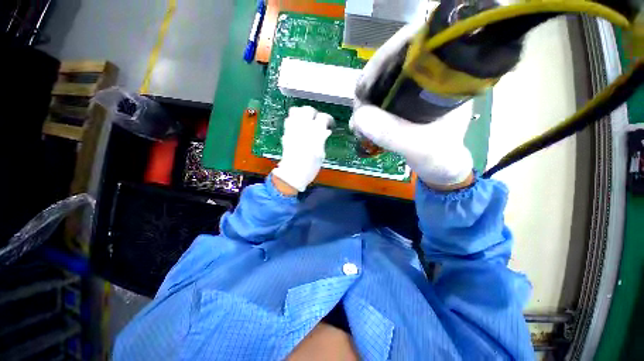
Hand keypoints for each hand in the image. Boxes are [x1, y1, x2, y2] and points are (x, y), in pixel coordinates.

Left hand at [272, 106, 333, 192]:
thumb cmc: (310, 167)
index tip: (329, 124)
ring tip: (306, 121)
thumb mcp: (321, 154)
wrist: (293, 173)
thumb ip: (322, 140)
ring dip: (302, 113)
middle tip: (317, 121)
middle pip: (308, 110)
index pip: (322, 117)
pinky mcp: (286, 133)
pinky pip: (288, 120)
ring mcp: (292, 129)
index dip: (328, 119)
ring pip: (295, 111)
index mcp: (315, 133)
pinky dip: (294, 120)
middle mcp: (303, 127)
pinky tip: (298, 127)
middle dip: (314, 113)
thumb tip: (325, 131)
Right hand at [352, 16, 473, 189]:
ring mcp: (413, 91)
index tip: (365, 85)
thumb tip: (359, 117)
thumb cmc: (440, 157)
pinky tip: (361, 124)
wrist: (441, 168)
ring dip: (365, 100)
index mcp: (446, 76)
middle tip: (357, 108)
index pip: (416, 44)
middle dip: (369, 84)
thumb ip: (392, 134)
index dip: (386, 57)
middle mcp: (430, 77)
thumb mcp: (420, 147)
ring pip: (382, 82)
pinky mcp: (402, 104)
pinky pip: (379, 98)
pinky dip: (367, 110)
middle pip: (392, 63)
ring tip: (357, 122)